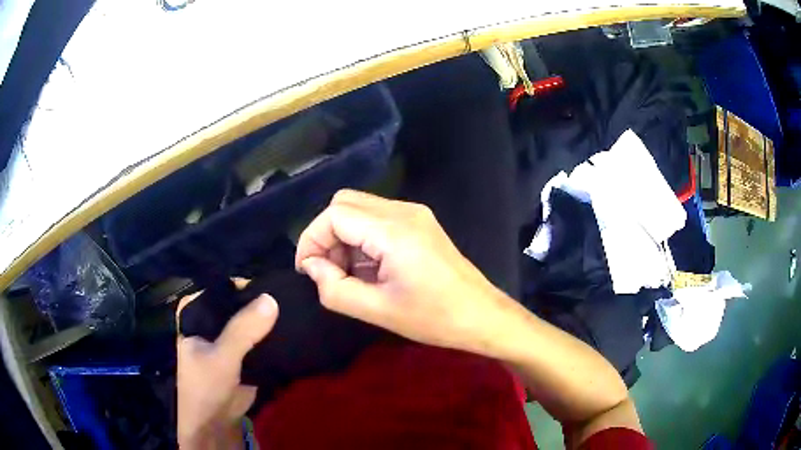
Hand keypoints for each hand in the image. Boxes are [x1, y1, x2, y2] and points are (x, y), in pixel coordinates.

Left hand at [176, 279, 278, 448]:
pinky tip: (292, 327)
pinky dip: (272, 334)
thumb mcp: (221, 357)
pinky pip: (259, 337)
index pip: (221, 287)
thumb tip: (272, 298)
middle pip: (237, 302)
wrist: (215, 424)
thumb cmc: (206, 387)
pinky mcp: (242, 353)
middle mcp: (210, 319)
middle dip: (260, 301)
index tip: (273, 283)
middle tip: (289, 295)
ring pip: (249, 319)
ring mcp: (227, 336)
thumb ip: (242, 330)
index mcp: (195, 312)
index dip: (245, 285)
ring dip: (268, 319)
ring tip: (295, 308)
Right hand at [295, 189, 515, 353]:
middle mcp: (404, 210)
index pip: (334, 215)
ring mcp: (415, 213)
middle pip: (345, 203)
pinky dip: (362, 237)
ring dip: (344, 237)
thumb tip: (312, 266)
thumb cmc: (433, 318)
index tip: (308, 271)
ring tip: (350, 274)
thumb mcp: (377, 311)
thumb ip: (334, 288)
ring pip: (360, 208)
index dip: (312, 239)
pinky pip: (378, 218)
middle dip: (326, 235)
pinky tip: (370, 268)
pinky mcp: (421, 222)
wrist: (482, 315)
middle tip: (328, 271)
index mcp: (393, 230)